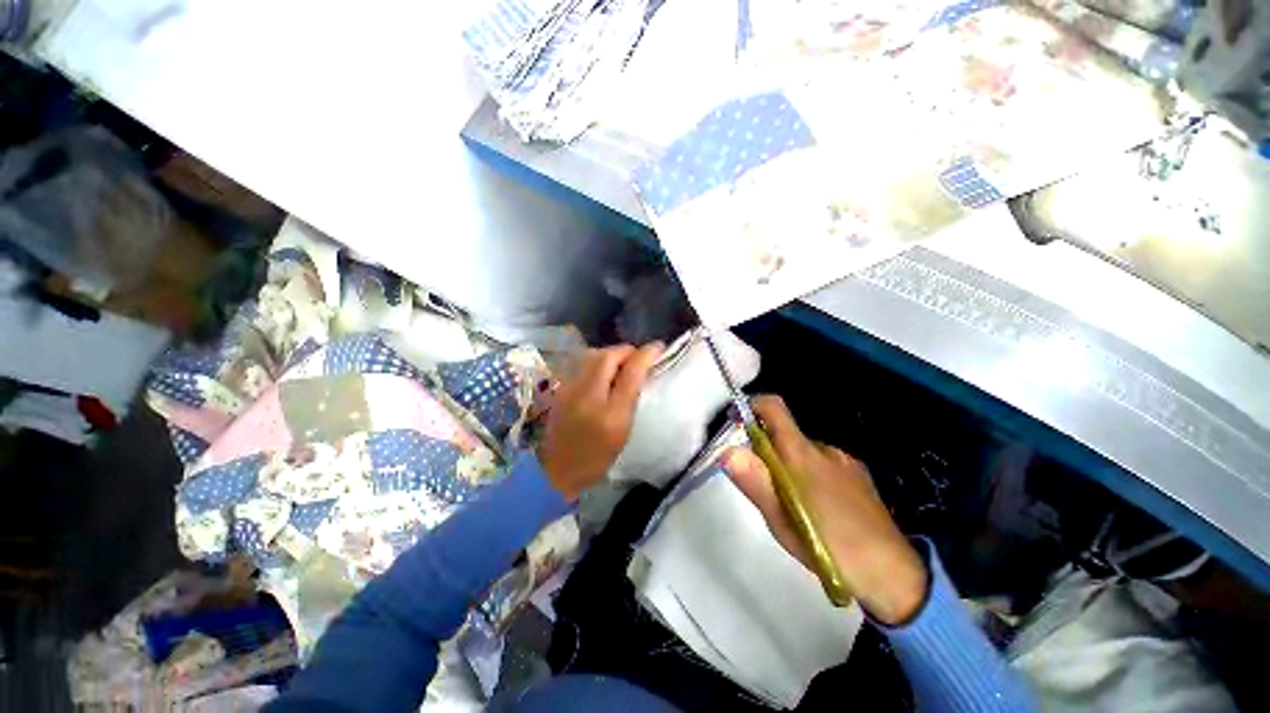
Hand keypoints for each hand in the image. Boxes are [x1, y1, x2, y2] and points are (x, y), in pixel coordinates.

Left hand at [537, 343, 663, 500]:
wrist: (556, 471)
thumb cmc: (596, 459)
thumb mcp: (623, 433)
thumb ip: (631, 401)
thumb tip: (640, 373)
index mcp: (611, 413)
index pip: (631, 372)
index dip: (646, 355)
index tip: (658, 347)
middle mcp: (588, 395)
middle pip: (608, 356)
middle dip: (626, 350)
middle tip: (637, 356)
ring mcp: (570, 389)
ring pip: (592, 355)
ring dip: (610, 353)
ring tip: (621, 362)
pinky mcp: (561, 388)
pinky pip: (581, 363)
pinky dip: (596, 360)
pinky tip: (602, 371)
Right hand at [723, 395, 928, 623]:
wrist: (892, 573)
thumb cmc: (827, 545)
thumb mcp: (780, 518)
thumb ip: (754, 480)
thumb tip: (727, 451)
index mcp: (801, 453)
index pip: (774, 407)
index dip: (752, 406)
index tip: (736, 422)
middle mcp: (823, 448)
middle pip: (785, 433)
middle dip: (767, 449)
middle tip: (761, 484)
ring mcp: (844, 460)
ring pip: (803, 452)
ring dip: (789, 465)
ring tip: (790, 503)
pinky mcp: (858, 474)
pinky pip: (823, 463)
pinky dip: (810, 474)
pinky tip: (817, 507)